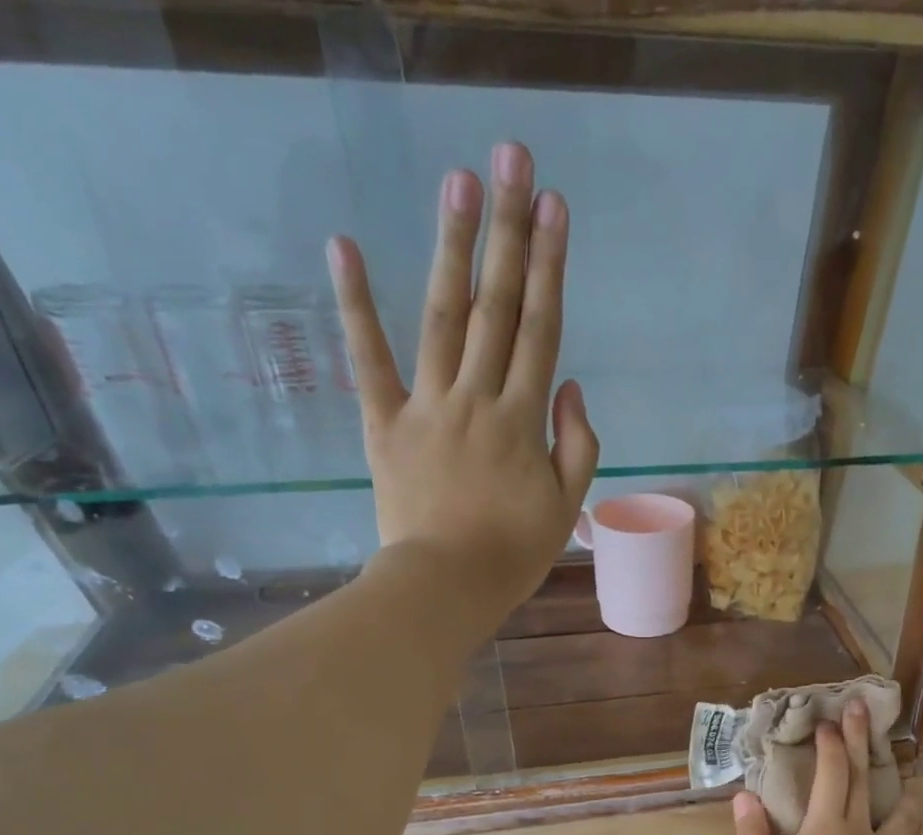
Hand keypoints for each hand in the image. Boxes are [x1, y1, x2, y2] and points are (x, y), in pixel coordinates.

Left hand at [327, 141, 597, 636]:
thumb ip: (576, 444)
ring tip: (458, 181)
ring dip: (451, 247)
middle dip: (507, 231)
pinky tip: (345, 246)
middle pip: (496, 306)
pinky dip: (355, 305)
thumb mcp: (566, 506)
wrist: (446, 587)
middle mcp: (477, 398)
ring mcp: (427, 406)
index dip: (550, 266)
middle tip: (510, 158)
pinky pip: (369, 360)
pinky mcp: (384, 423)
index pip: (541, 329)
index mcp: (523, 420)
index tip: (555, 206)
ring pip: (442, 317)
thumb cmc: (514, 554)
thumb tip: (568, 384)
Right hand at [733, 700, 922, 834]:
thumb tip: (745, 797)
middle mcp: (861, 833)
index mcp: (826, 827)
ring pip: (904, 815)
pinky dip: (920, 833)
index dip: (831, 744)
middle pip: (865, 779)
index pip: (831, 773)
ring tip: (914, 776)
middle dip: (863, 742)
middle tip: (865, 710)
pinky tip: (922, 827)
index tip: (828, 721)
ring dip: (907, 789)